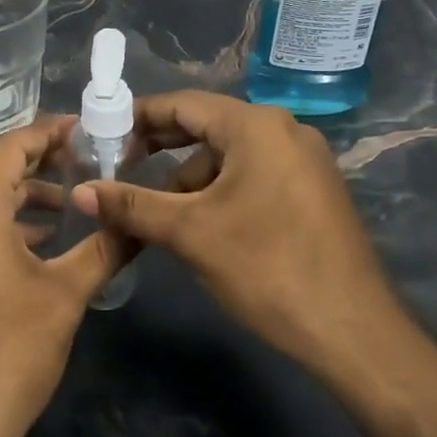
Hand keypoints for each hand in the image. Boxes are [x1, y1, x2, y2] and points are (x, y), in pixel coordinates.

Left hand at [0, 118, 126, 436]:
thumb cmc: (8, 354)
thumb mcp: (65, 297)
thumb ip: (104, 250)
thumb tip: (140, 222)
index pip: (8, 148)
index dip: (47, 132)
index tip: (85, 129)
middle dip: (35, 157)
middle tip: (83, 157)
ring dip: (21, 191)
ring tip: (70, 199)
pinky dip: (5, 219)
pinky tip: (42, 241)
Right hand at [73, 91, 403, 377]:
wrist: (354, 332)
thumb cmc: (267, 268)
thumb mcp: (190, 233)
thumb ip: (132, 206)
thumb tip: (82, 193)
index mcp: (256, 126)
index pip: (184, 104)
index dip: (138, 117)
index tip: (103, 135)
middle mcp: (284, 130)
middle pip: (207, 126)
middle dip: (161, 148)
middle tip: (120, 168)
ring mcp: (304, 161)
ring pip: (230, 155)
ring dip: (190, 177)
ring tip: (160, 213)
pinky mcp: (313, 191)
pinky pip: (254, 174)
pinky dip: (221, 191)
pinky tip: (203, 225)